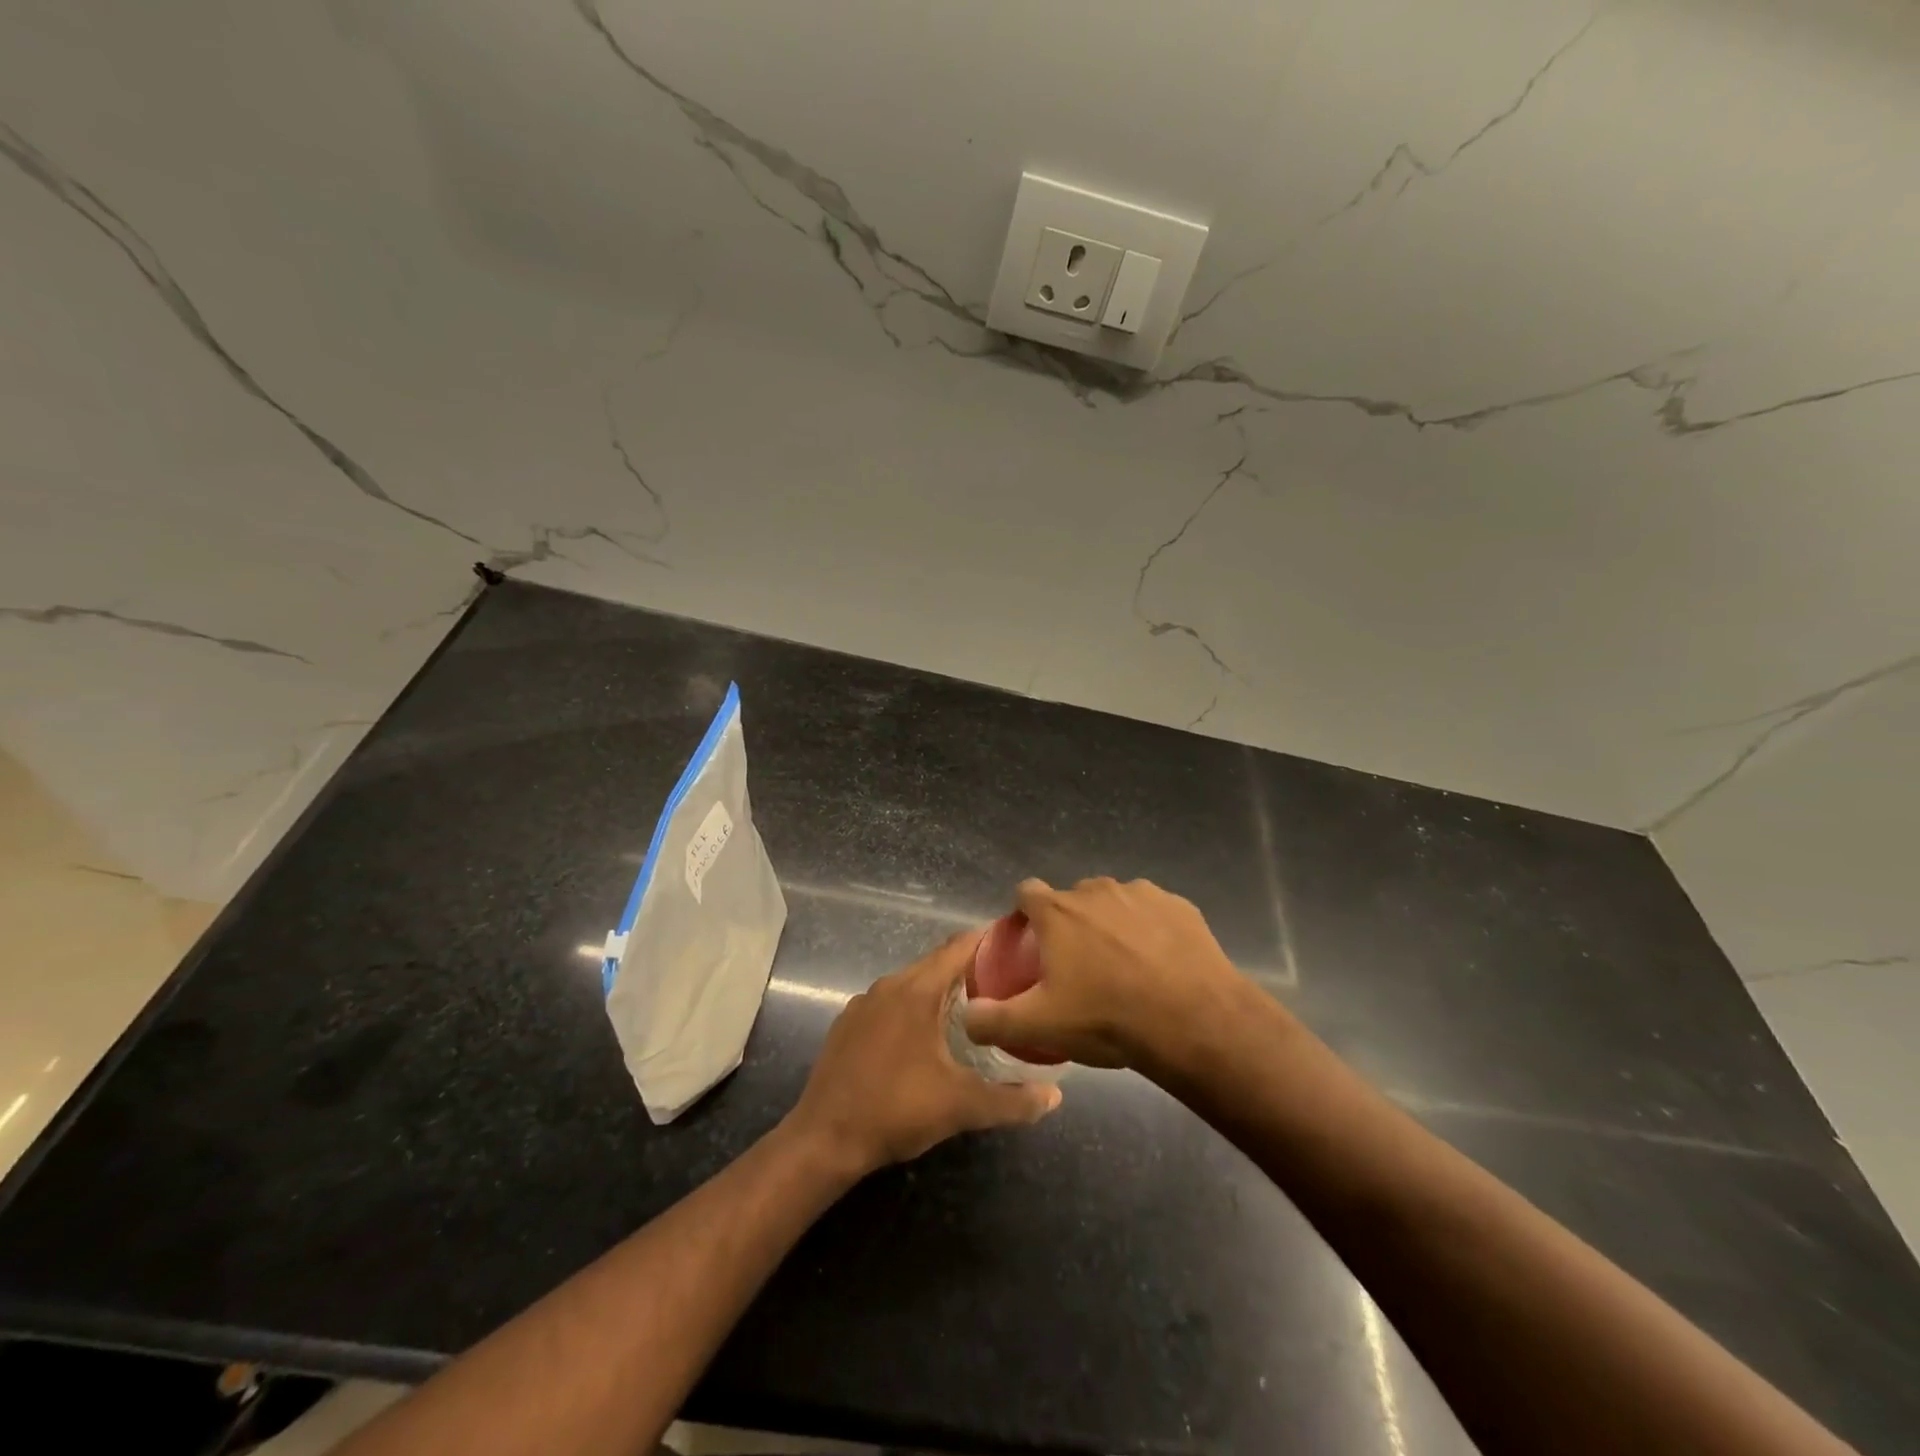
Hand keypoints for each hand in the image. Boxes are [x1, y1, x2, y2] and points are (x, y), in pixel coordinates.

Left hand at [785, 931, 1061, 1176]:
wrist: (824, 1139)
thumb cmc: (896, 1110)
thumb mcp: (961, 1107)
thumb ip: (1012, 1100)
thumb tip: (1055, 1097)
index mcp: (916, 991)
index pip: (958, 948)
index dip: (987, 940)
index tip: (1015, 941)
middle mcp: (889, 985)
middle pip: (935, 963)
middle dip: (969, 967)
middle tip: (1005, 980)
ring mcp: (863, 1003)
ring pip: (911, 983)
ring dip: (940, 989)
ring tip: (972, 1006)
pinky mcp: (847, 1023)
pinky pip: (890, 1001)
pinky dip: (913, 1006)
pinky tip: (925, 1034)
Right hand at [964, 877, 1252, 1071]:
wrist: (1193, 1020)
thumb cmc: (1108, 1017)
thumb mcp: (1040, 1026)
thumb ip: (993, 1020)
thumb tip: (966, 1017)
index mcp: (1058, 910)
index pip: (1026, 892)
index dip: (1024, 914)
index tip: (1030, 941)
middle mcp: (1096, 890)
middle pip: (1072, 898)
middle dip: (1070, 922)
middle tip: (1078, 965)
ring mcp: (1141, 893)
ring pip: (1114, 902)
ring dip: (1111, 924)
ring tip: (1123, 966)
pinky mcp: (1179, 905)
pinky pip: (1154, 912)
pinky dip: (1150, 930)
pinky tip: (1160, 963)